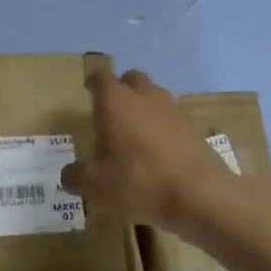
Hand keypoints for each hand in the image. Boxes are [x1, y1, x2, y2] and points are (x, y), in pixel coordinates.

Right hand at [61, 58, 252, 231]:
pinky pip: (171, 119)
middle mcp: (144, 96)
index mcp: (115, 101)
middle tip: (110, 116)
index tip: (88, 90)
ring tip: (134, 138)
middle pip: (130, 79)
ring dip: (143, 110)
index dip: (92, 81)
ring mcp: (173, 109)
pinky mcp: (194, 127)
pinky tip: (159, 155)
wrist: (200, 195)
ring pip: (153, 98)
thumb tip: (69, 174)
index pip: (100, 75)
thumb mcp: (95, 186)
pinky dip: (163, 129)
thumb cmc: (139, 182)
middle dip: (120, 91)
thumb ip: (76, 176)